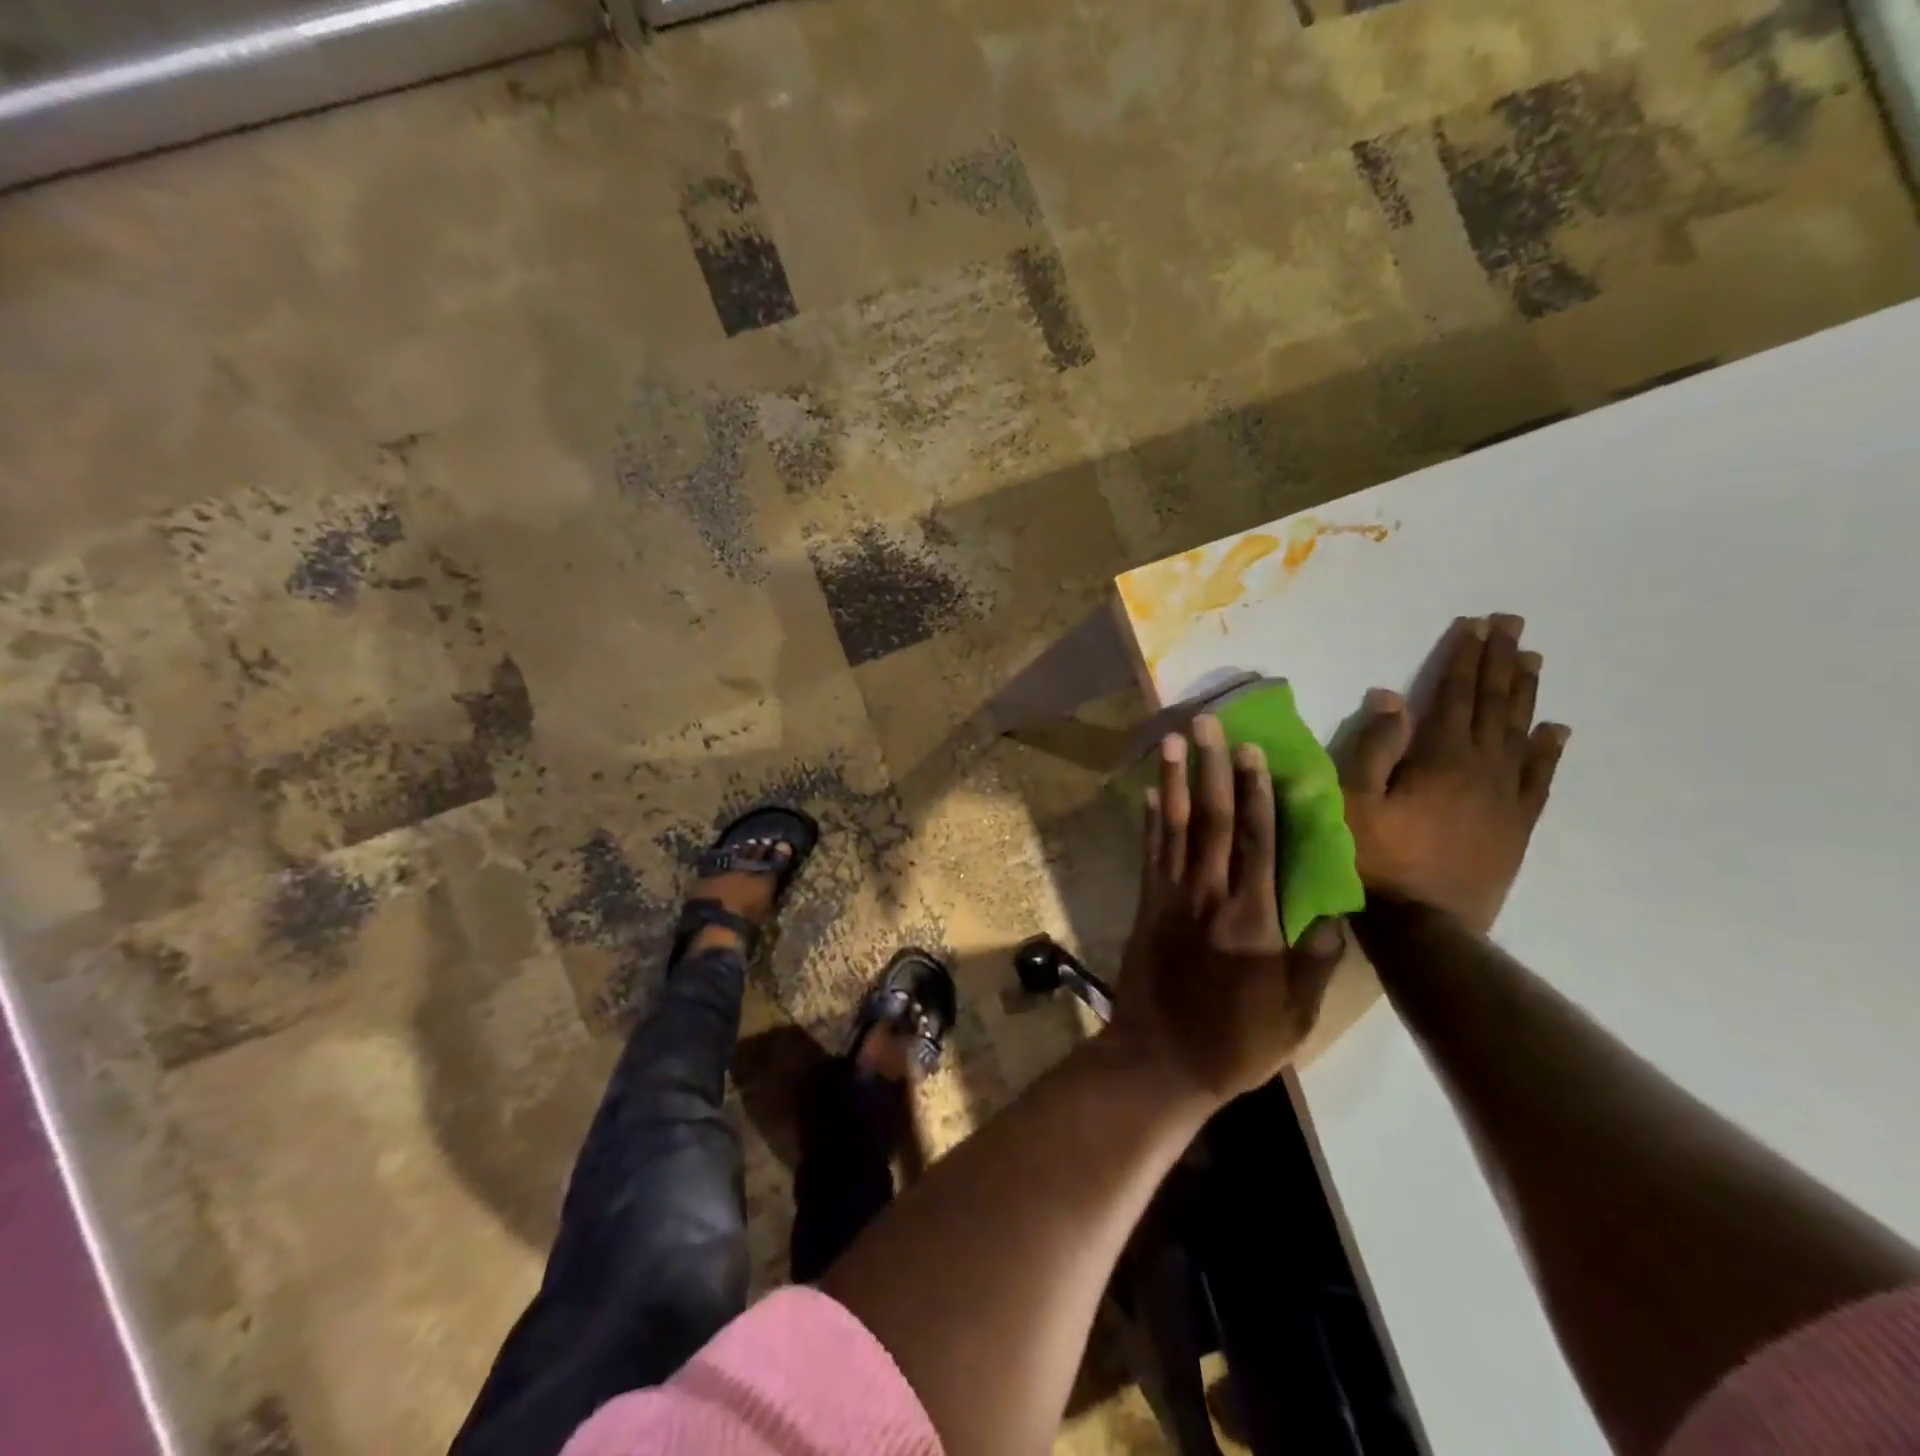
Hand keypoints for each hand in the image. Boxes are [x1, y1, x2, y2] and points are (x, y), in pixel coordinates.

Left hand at [1111, 715, 1346, 1104]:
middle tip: (1206, 722)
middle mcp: (1209, 896)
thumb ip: (1314, 960)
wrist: (1160, 1061)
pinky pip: (1149, 854)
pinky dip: (1150, 821)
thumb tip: (1336, 910)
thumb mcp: (1294, 1015)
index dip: (1256, 793)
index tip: (1253, 750)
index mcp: (1253, 920)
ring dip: (1174, 780)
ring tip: (1172, 740)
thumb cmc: (1236, 1043)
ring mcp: (1171, 898)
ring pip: (1175, 827)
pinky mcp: (1146, 907)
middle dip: (1211, 768)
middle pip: (1212, 820)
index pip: (1257, 842)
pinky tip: (1150, 793)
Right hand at [1341, 614, 1569, 933]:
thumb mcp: (1352, 801)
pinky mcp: (1516, 827)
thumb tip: (1389, 696)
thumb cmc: (1374, 860)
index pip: (1454, 695)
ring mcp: (1506, 798)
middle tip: (1511, 625)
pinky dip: (1548, 751)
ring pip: (1520, 733)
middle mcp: (1482, 768)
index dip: (1464, 658)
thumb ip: (1373, 747)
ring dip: (1524, 694)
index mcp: (1440, 758)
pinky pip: (1539, 779)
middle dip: (1499, 662)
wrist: (1423, 927)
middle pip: (1493, 705)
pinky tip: (1557, 730)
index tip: (1477, 624)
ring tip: (1531, 660)